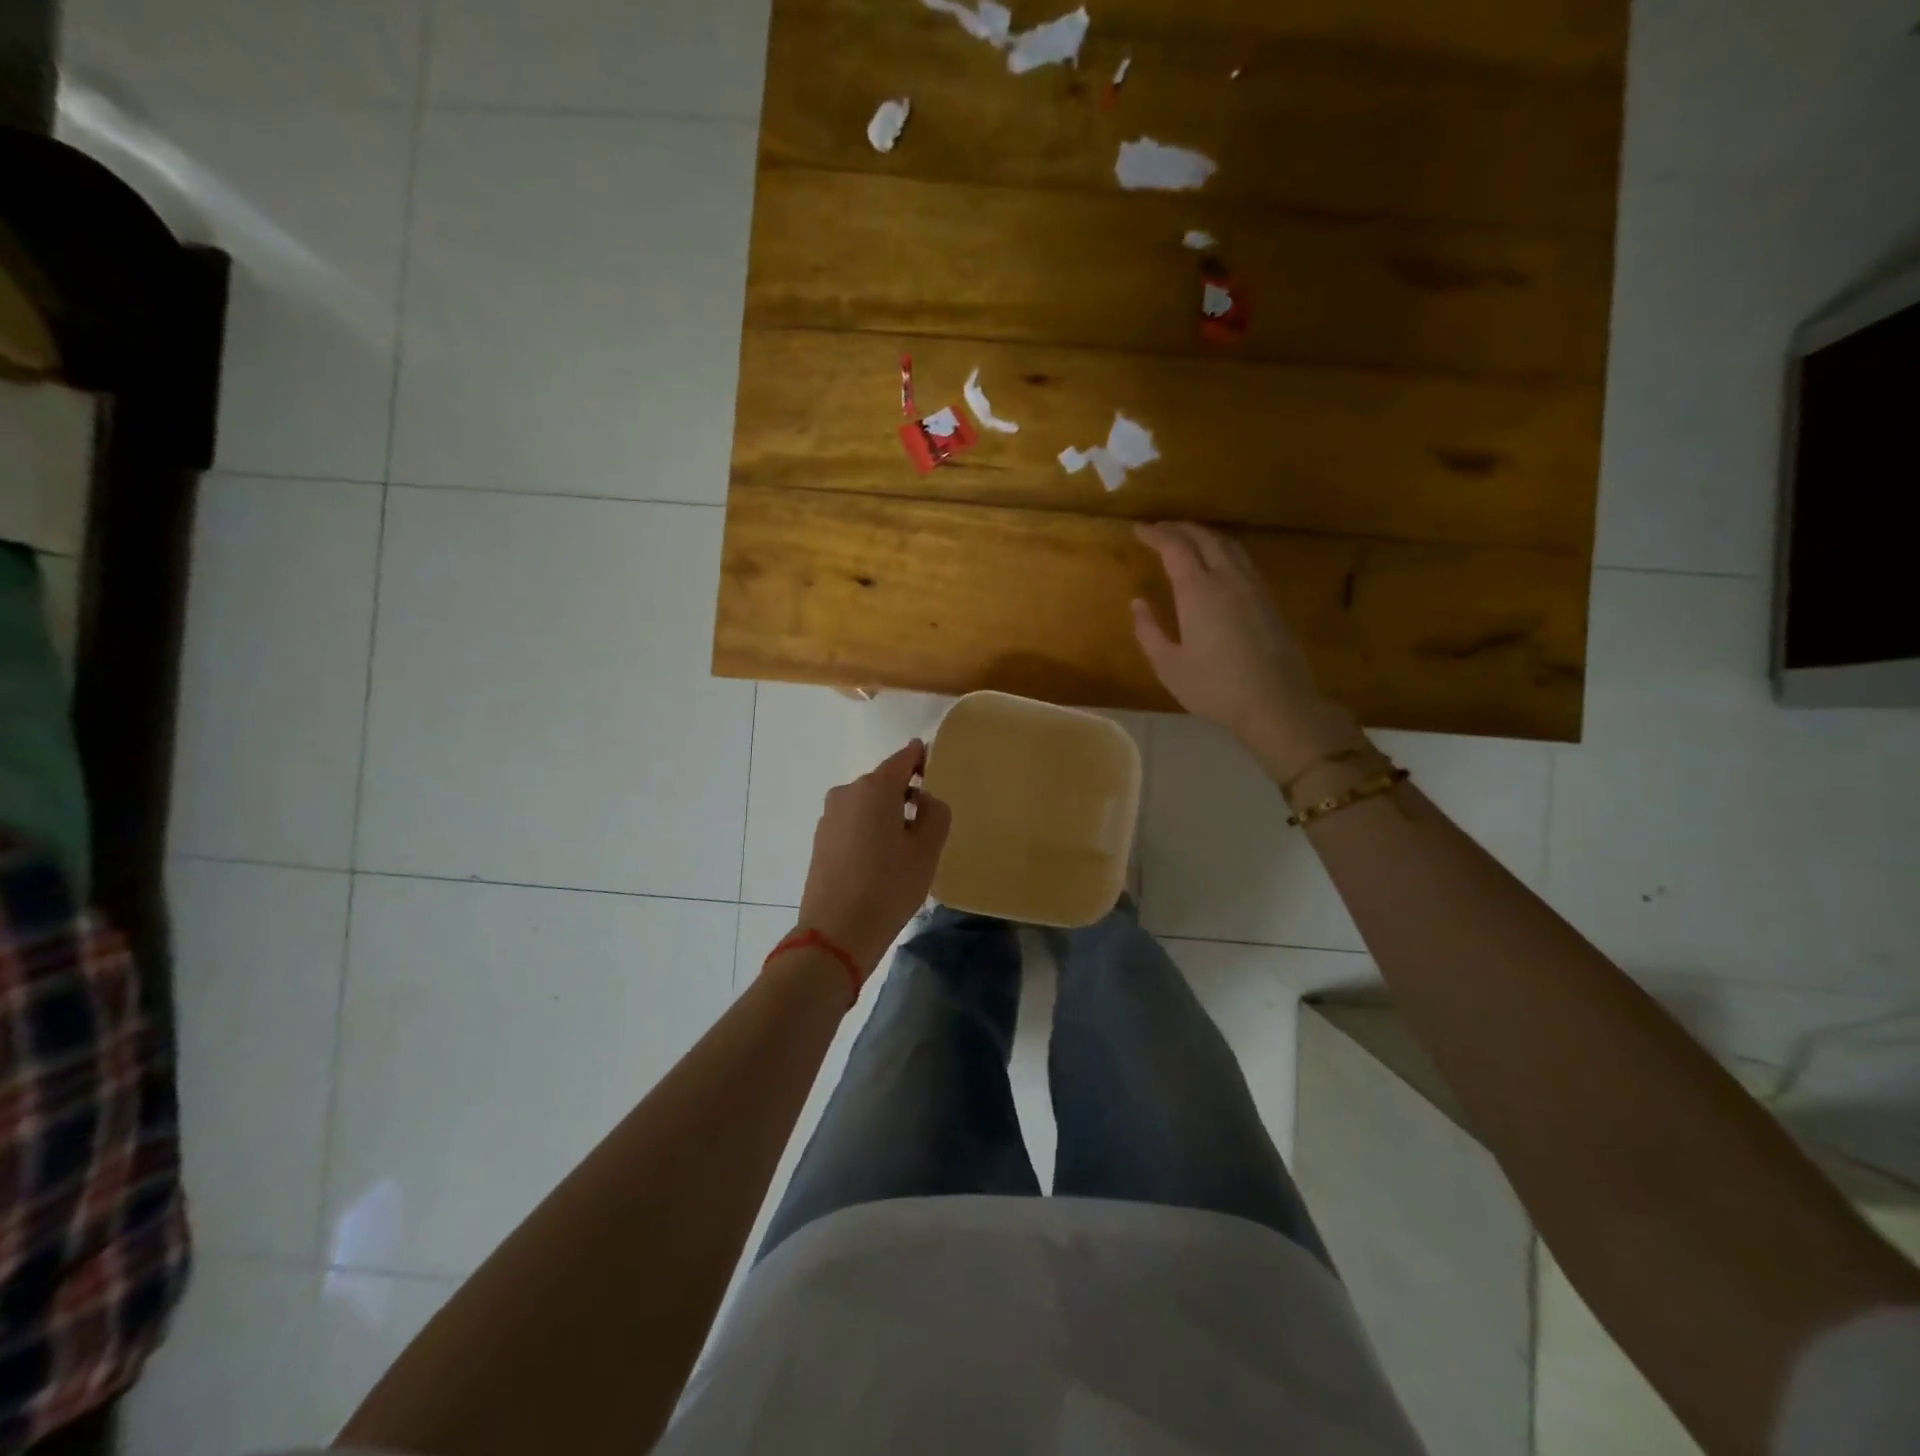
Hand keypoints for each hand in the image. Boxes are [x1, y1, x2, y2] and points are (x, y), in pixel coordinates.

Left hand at [796, 740, 952, 978]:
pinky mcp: (821, 839)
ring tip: (904, 850)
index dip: (921, 758)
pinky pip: (853, 823)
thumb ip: (935, 813)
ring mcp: (830, 816)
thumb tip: (924, 800)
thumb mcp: (927, 850)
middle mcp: (848, 792)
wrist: (836, 933)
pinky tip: (880, 863)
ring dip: (886, 815)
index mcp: (875, 788)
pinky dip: (869, 831)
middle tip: (927, 824)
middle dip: (906, 794)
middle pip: (884, 782)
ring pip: (867, 804)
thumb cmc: (889, 887)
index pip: (904, 758)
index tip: (935, 767)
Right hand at [1132, 522, 1359, 778]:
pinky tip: (1217, 564)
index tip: (1138, 530)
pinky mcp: (1269, 599)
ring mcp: (1253, 586)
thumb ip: (1148, 631)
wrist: (1276, 703)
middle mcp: (1228, 578)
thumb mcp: (1169, 666)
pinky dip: (1223, 550)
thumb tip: (1137, 603)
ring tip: (1186, 540)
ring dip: (1204, 535)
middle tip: (1159, 530)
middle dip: (1179, 528)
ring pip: (1228, 545)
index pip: (1175, 547)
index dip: (1155, 534)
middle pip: (1204, 537)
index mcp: (1198, 591)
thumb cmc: (1214, 688)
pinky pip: (1243, 559)